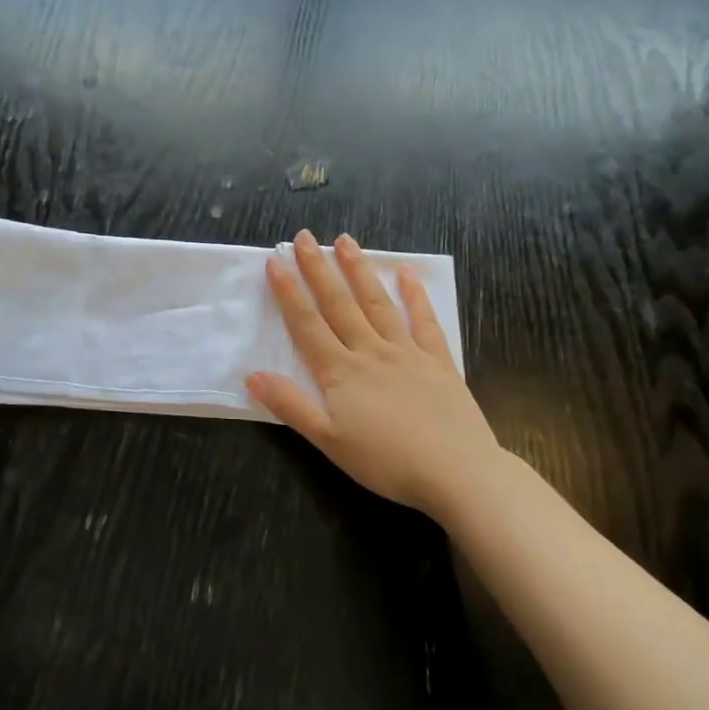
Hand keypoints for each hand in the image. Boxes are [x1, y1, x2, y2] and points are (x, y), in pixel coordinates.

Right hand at [246, 229, 500, 514]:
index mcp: (340, 371)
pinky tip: (407, 272)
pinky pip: (424, 321)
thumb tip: (252, 375)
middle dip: (319, 269)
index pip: (307, 324)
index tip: (275, 261)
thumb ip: (290, 405)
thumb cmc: (386, 461)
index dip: (288, 292)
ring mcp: (406, 352)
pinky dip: (415, 295)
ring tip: (345, 241)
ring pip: (377, 303)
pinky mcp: (438, 361)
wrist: (456, 472)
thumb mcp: (328, 440)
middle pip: (339, 304)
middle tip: (305, 237)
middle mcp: (370, 351)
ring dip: (359, 271)